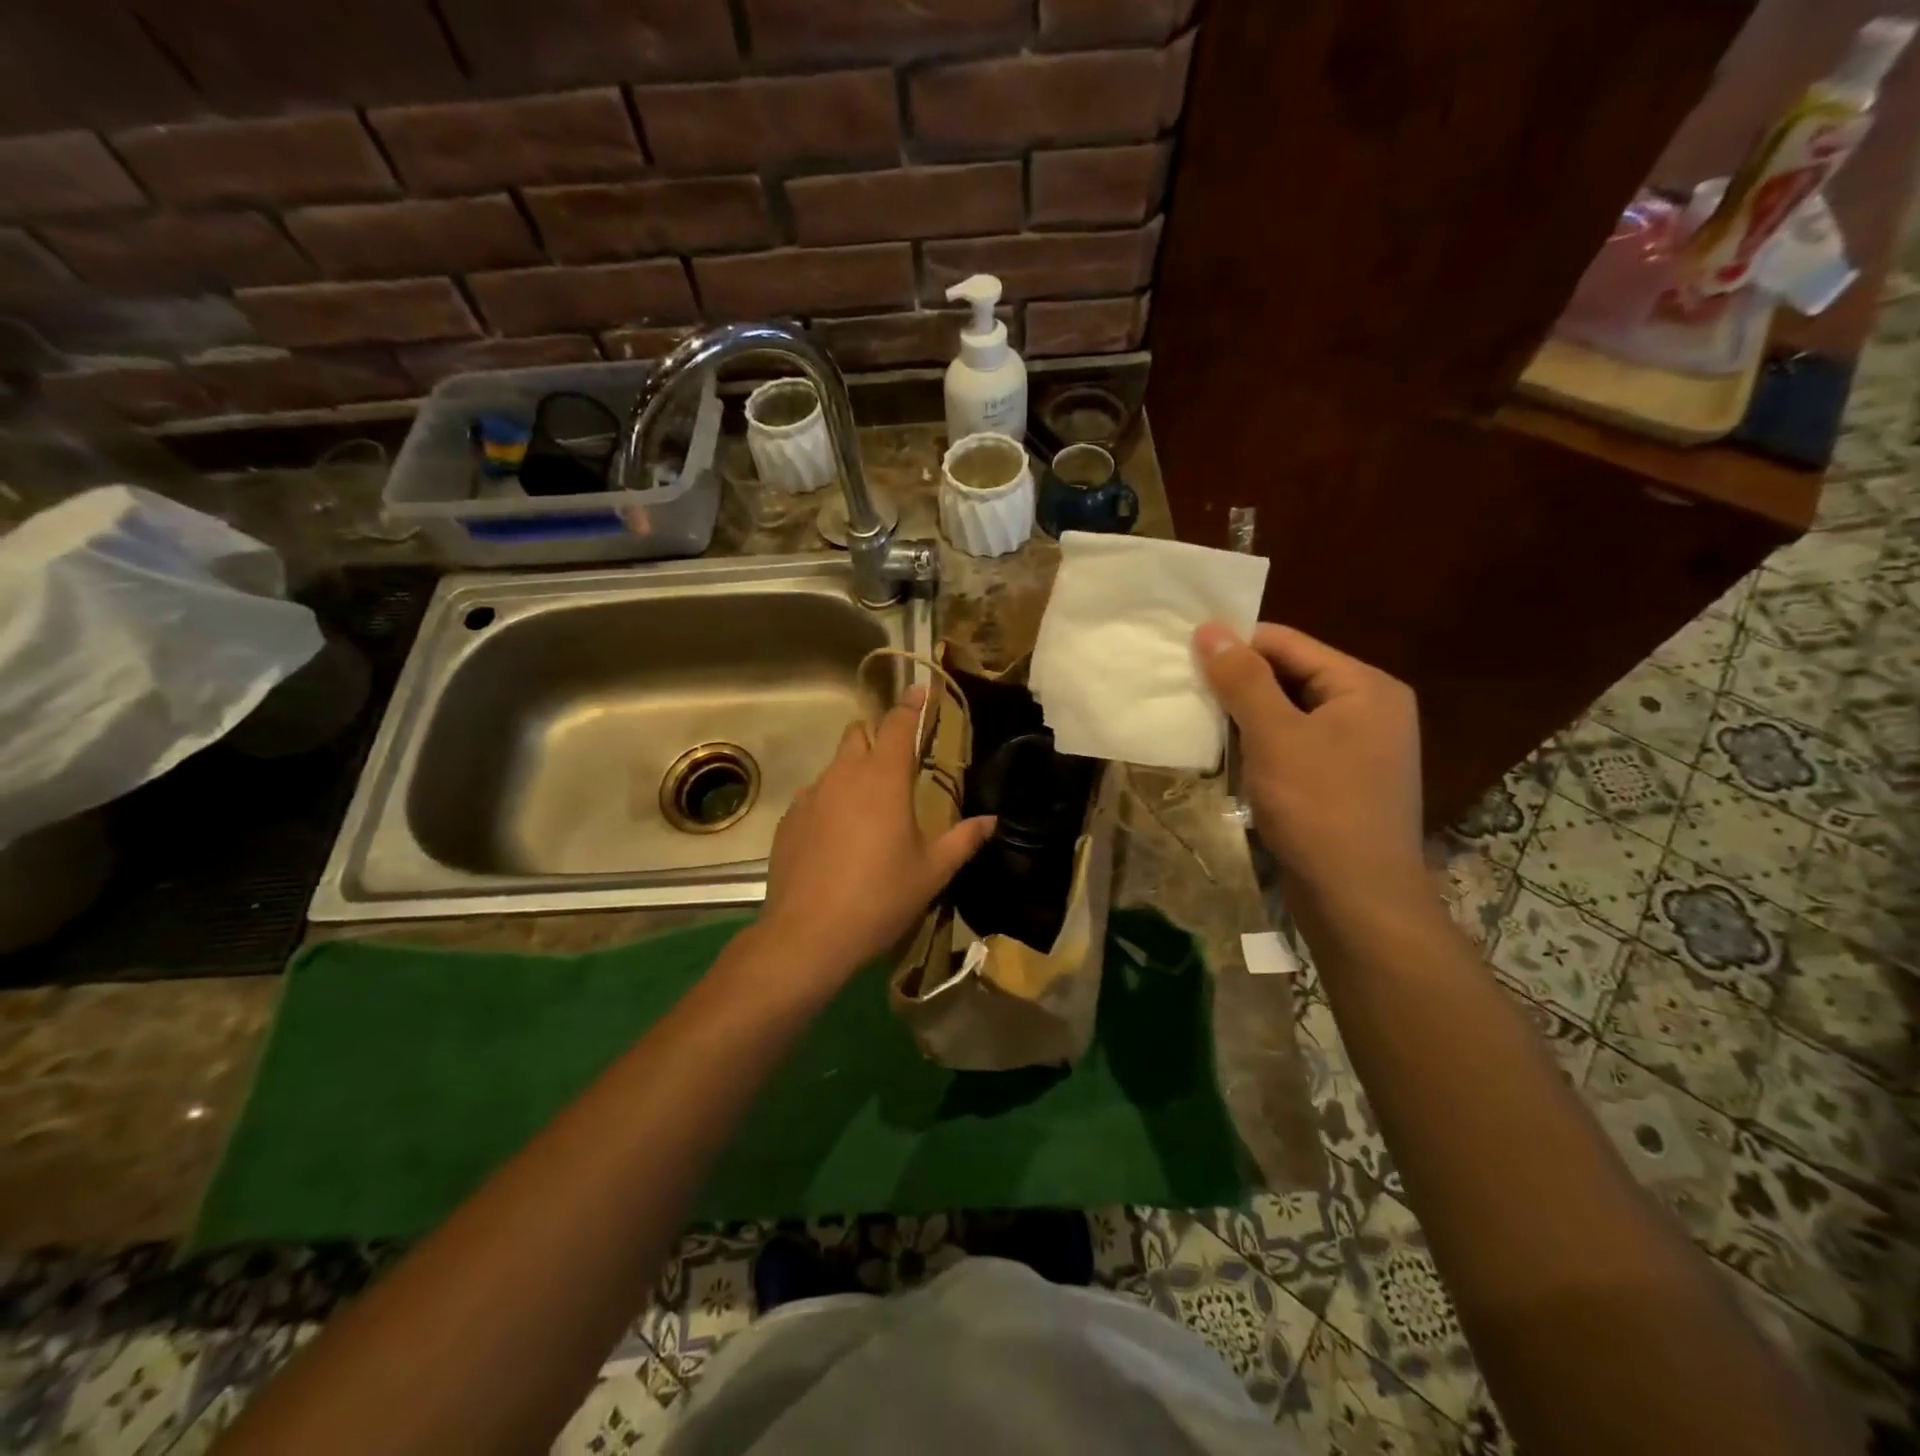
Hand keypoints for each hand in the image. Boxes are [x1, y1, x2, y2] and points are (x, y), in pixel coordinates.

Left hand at [756, 687, 994, 983]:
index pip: (898, 723)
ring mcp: (811, 796)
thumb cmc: (880, 897)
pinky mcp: (789, 821)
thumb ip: (963, 840)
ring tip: (868, 813)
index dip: (911, 705)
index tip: (920, 691)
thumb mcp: (932, 871)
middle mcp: (844, 775)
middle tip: (896, 767)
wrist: (809, 935)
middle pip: (858, 734)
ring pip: (834, 766)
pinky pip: (814, 797)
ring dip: (853, 773)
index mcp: (884, 779)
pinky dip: (830, 804)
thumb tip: (991, 821)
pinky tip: (837, 841)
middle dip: (877, 738)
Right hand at [1195, 621, 1424, 901]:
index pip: (1289, 643)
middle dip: (1239, 683)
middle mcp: (1370, 708)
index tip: (1184, 654)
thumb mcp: (1275, 735)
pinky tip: (1228, 754)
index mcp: (1365, 686)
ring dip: (1246, 715)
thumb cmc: (1318, 807)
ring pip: (1290, 712)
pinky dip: (1262, 744)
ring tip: (1198, 718)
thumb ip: (1243, 679)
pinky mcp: (1343, 780)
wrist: (1358, 899)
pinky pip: (1296, 744)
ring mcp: (1360, 747)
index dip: (1236, 645)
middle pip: (1291, 675)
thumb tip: (1210, 628)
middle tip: (1185, 688)